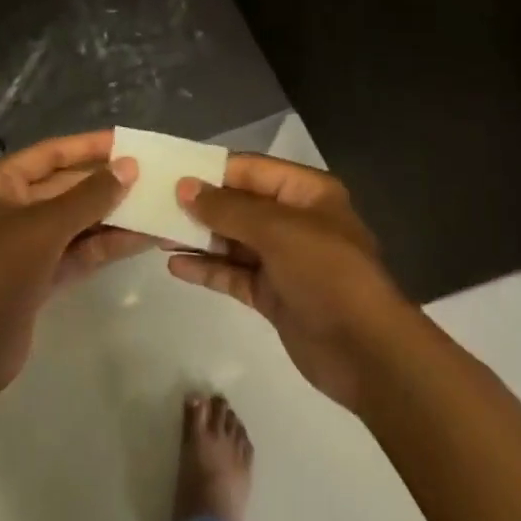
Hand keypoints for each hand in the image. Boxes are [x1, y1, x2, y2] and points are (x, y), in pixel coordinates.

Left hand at [0, 131, 149, 401]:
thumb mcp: (46, 226)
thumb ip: (90, 195)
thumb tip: (129, 166)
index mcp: (1, 184)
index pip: (52, 153)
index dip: (90, 146)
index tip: (129, 142)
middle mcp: (13, 208)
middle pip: (68, 187)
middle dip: (108, 184)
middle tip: (153, 176)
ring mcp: (28, 244)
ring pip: (78, 221)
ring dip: (114, 215)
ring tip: (157, 206)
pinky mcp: (42, 275)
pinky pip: (80, 250)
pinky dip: (108, 244)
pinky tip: (144, 238)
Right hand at [168, 155, 413, 409]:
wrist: (367, 351)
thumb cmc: (327, 273)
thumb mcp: (278, 231)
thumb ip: (229, 209)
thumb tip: (184, 187)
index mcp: (305, 192)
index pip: (250, 169)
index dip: (211, 170)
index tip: (169, 171)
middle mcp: (294, 220)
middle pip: (239, 204)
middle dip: (200, 205)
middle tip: (152, 203)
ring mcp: (283, 259)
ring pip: (233, 240)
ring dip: (198, 237)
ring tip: (155, 232)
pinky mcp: (274, 294)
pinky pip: (234, 273)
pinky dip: (208, 269)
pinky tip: (175, 265)